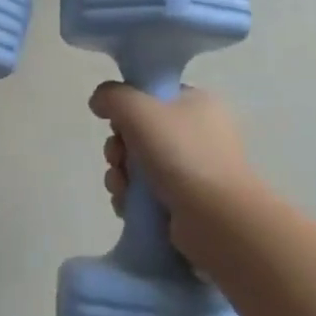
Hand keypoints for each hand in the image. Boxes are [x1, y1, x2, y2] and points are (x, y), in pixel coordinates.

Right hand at [90, 82, 259, 261]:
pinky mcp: (186, 203)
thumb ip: (113, 96)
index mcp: (198, 104)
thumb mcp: (139, 110)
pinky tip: (127, 205)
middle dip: (118, 148)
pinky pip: (146, 194)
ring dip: (120, 175)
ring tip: (122, 188)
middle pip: (140, 133)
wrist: (217, 219)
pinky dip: (131, 199)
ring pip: (139, 165)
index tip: (117, 123)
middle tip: (117, 158)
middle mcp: (198, 134)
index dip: (128, 109)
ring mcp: (194, 171)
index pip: (152, 97)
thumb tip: (99, 101)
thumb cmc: (181, 154)